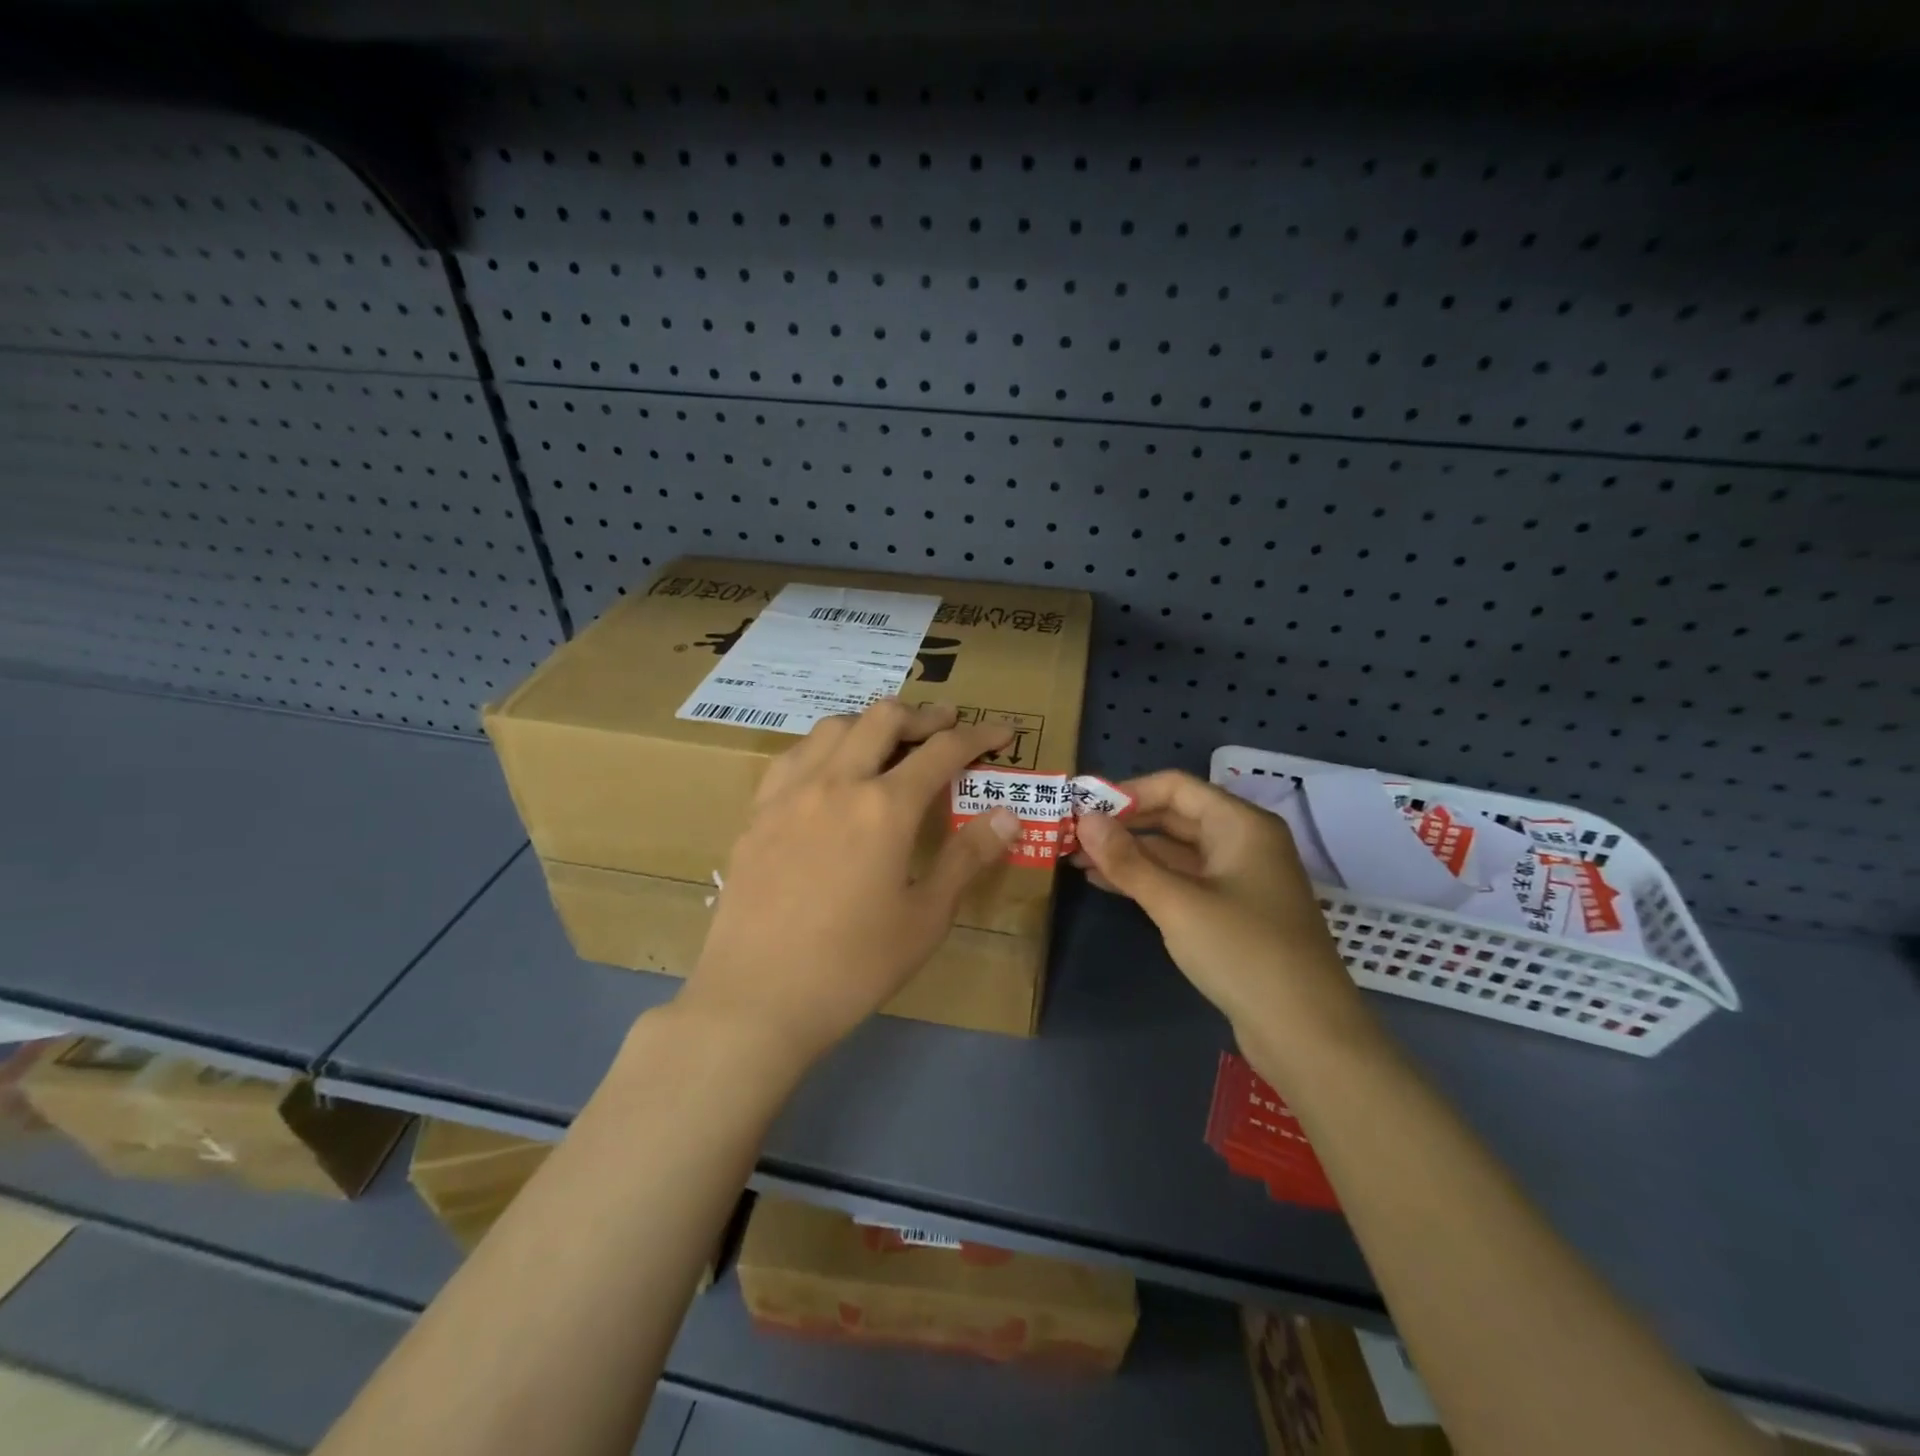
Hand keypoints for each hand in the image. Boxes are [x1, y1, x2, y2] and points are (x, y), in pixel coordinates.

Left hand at [679, 699, 1018, 1069]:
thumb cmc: (853, 966)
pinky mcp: (757, 812)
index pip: (943, 751)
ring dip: (871, 723)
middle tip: (947, 727)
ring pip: (834, 726)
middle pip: (884, 718)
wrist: (756, 999)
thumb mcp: (925, 918)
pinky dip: (826, 747)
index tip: (1002, 732)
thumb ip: (967, 858)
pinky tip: (830, 772)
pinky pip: (795, 755)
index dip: (979, 736)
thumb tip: (1008, 815)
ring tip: (889, 742)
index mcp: (885, 808)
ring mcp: (790, 792)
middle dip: (924, 715)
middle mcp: (836, 782)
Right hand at [1073, 770, 1367, 1050]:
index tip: (1081, 807)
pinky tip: (1108, 884)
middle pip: (1174, 817)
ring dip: (1130, 854)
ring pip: (1175, 852)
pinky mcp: (1232, 913)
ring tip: (1078, 859)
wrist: (1306, 1034)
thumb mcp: (1177, 903)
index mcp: (1240, 824)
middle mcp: (1242, 842)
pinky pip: (1183, 881)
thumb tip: (1084, 820)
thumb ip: (1128, 860)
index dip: (1126, 793)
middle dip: (1123, 825)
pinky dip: (1148, 880)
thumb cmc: (1243, 953)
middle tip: (1072, 835)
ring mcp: (1238, 879)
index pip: (1175, 788)